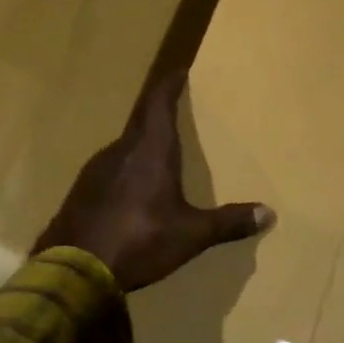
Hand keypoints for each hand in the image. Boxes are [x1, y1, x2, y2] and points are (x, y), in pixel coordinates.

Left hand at [36, 71, 274, 291]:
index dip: (169, 84)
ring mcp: (95, 169)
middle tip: (175, 113)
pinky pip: (108, 169)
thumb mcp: (190, 235)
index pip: (158, 102)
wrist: (74, 270)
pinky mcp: (80, 190)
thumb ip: (228, 222)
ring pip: (124, 146)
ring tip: (157, 156)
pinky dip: (124, 170)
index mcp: (150, 150)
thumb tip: (269, 214)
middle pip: (141, 121)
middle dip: (158, 114)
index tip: (178, 72)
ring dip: (141, 145)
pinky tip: (130, 191)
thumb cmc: (139, 241)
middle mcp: (121, 150)